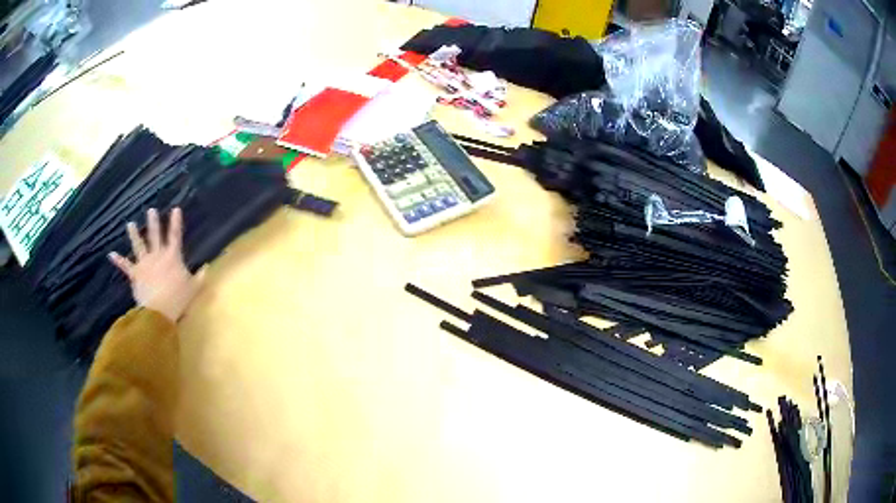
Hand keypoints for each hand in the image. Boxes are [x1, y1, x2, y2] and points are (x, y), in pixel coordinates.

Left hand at [108, 208, 205, 322]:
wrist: (159, 311)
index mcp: (172, 257)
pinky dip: (118, 260)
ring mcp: (145, 264)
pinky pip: (125, 266)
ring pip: (138, 246)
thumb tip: (207, 267)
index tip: (176, 209)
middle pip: (155, 236)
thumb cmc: (178, 299)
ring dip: (134, 235)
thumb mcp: (194, 288)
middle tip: (151, 210)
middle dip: (153, 223)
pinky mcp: (135, 274)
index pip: (175, 236)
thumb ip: (200, 277)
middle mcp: (157, 255)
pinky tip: (111, 254)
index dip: (176, 222)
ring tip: (130, 224)